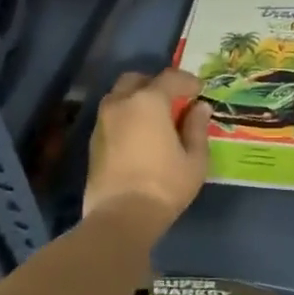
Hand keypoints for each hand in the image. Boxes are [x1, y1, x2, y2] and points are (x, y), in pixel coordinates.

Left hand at [84, 68, 211, 231]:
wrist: (120, 217)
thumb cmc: (164, 185)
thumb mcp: (194, 159)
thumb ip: (197, 128)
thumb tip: (200, 108)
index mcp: (148, 101)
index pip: (170, 77)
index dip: (188, 81)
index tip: (199, 92)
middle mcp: (121, 103)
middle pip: (137, 80)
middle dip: (156, 84)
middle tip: (173, 101)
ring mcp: (103, 122)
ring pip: (120, 97)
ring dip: (137, 100)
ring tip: (155, 120)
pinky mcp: (93, 141)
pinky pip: (112, 117)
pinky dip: (126, 117)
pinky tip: (139, 136)